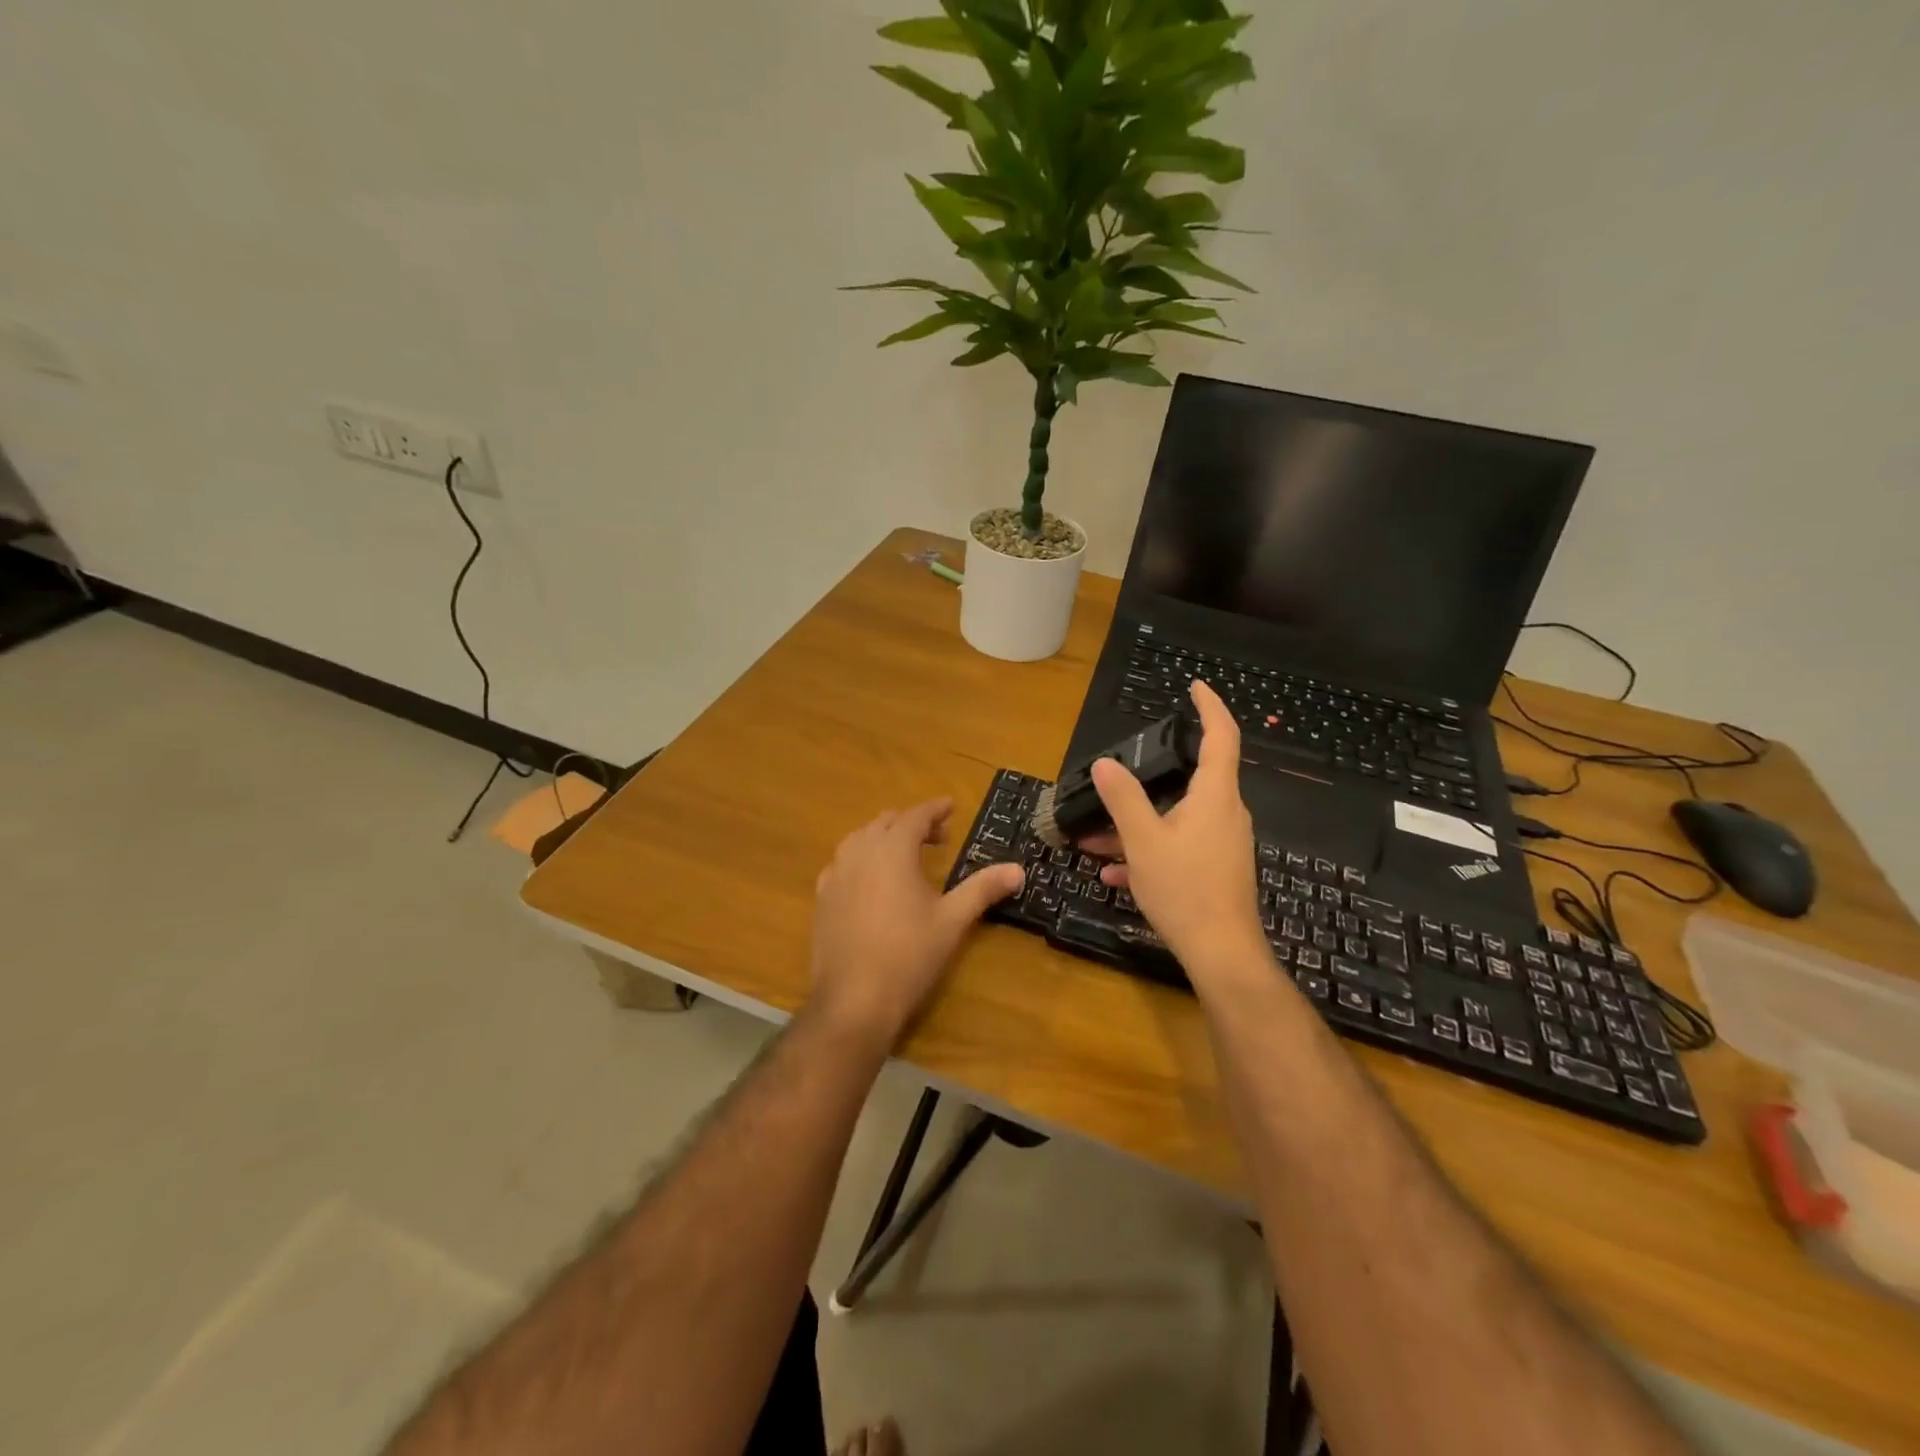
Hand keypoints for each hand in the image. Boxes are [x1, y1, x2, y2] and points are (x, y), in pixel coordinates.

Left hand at [807, 798, 1023, 1048]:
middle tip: (937, 837)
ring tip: (905, 855)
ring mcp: (835, 874)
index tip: (951, 806)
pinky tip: (871, 881)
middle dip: (912, 823)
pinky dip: (861, 859)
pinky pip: (842, 863)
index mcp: (892, 850)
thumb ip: (983, 889)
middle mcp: (860, 852)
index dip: (935, 809)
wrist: (854, 999)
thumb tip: (1018, 869)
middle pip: (886, 823)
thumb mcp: (952, 920)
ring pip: (860, 839)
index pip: (915, 815)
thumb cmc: (909, 955)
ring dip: (884, 838)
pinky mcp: (822, 898)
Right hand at [1084, 680, 1266, 977]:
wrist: (1221, 953)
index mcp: (1215, 796)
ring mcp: (1224, 843)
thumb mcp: (1143, 840)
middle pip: (1192, 779)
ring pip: (1178, 818)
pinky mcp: (1218, 869)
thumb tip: (1105, 764)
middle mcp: (1226, 813)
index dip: (1210, 706)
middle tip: (1118, 777)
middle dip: (1150, 779)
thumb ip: (1123, 799)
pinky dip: (1151, 851)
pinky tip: (1115, 874)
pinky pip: (1181, 846)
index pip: (1222, 736)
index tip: (1194, 686)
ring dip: (1139, 824)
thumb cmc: (1185, 888)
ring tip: (1098, 839)